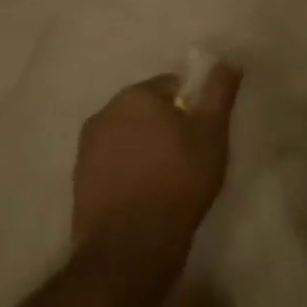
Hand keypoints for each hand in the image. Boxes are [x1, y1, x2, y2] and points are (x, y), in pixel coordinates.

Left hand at [70, 63, 242, 289]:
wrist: (131, 246)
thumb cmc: (179, 180)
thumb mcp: (212, 132)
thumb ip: (219, 91)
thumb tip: (227, 60)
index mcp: (135, 95)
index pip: (173, 85)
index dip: (194, 107)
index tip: (205, 134)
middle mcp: (104, 113)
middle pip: (148, 109)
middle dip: (168, 125)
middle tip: (192, 155)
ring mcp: (87, 147)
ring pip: (130, 136)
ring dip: (148, 147)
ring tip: (170, 177)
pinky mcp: (79, 180)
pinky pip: (114, 162)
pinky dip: (131, 169)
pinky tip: (147, 193)